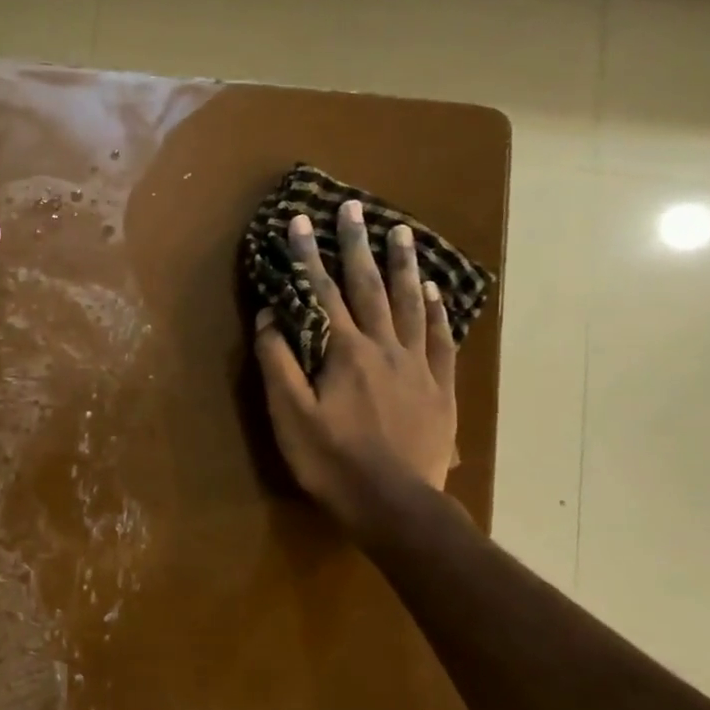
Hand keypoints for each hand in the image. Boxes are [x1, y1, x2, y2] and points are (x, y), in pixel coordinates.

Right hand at [253, 199, 457, 532]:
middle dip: (357, 245)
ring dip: (402, 266)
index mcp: (343, 352)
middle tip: (355, 207)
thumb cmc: (331, 460)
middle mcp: (383, 347)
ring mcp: (416, 365)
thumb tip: (269, 315)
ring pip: (409, 304)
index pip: (321, 293)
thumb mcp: (289, 414)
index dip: (308, 256)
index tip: (300, 221)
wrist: (393, 502)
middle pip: (369, 287)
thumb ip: (278, 362)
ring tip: (400, 232)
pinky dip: (436, 311)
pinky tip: (434, 291)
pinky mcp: (439, 387)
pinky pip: (440, 339)